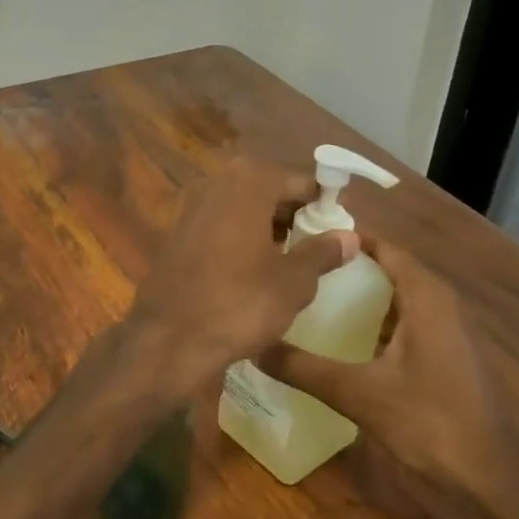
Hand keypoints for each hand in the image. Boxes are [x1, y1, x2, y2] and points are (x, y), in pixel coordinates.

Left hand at [123, 161, 356, 398]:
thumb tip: (349, 236)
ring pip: (238, 208)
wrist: (169, 339)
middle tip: (316, 240)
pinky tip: (251, 268)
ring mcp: (187, 210)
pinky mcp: (172, 237)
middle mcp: (213, 186)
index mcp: (247, 184)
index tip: (339, 221)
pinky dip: (236, 238)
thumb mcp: (293, 282)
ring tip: (289, 256)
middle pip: (264, 189)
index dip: (321, 199)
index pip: (296, 180)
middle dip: (291, 211)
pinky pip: (216, 227)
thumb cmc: (240, 304)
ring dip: (263, 225)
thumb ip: (321, 253)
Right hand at [257, 240, 518, 518]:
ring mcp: (442, 336)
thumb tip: (251, 345)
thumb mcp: (358, 393)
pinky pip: (398, 327)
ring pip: (393, 302)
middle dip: (343, 268)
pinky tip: (334, 341)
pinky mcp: (439, 363)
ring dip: (355, 299)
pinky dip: (367, 326)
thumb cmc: (431, 423)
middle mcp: (438, 308)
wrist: (490, 484)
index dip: (347, 239)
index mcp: (428, 299)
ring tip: (304, 297)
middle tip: (293, 268)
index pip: (385, 248)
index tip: (300, 237)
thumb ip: (302, 367)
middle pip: (387, 272)